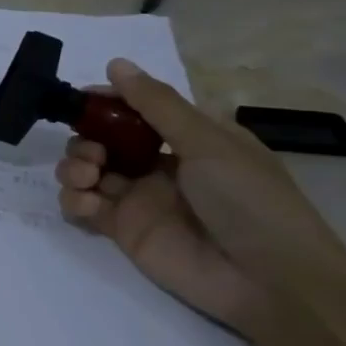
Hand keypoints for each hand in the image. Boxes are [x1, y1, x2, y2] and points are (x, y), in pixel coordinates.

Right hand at [54, 58, 345, 342]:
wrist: (271, 281)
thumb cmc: (249, 200)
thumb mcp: (208, 143)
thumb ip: (157, 105)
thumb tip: (115, 64)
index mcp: (187, 138)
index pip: (135, 110)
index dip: (106, 103)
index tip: (81, 100)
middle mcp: (158, 164)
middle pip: (102, 140)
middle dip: (85, 139)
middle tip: (93, 153)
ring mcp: (139, 199)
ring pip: (86, 171)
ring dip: (74, 166)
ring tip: (87, 177)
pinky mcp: (123, 231)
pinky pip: (84, 207)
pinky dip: (75, 199)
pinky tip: (88, 203)